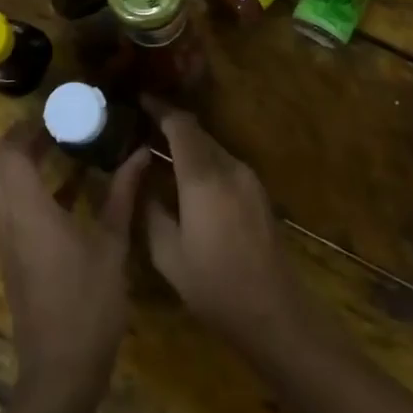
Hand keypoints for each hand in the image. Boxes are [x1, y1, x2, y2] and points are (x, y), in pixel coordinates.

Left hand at [0, 121, 148, 412]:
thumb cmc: (89, 305)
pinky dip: (32, 187)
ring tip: (67, 147)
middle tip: (60, 126)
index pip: (9, 151)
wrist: (60, 372)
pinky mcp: (13, 255)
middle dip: (21, 137)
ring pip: (1, 183)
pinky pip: (12, 205)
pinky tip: (72, 189)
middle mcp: (8, 219)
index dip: (28, 126)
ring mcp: (7, 239)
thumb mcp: (113, 246)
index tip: (60, 112)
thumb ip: (123, 195)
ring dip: (24, 160)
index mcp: (29, 211)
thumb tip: (139, 153)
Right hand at [141, 97, 311, 363]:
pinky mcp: (258, 192)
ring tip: (159, 153)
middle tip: (141, 128)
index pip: (180, 125)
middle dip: (170, 125)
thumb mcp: (167, 253)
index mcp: (203, 177)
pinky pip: (224, 163)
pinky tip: (187, 180)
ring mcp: (248, 179)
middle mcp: (229, 167)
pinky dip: (203, 161)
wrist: (274, 311)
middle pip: (198, 133)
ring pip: (212, 147)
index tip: (138, 101)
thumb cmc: (214, 285)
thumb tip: (139, 178)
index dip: (159, 109)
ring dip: (187, 144)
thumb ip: (149, 209)